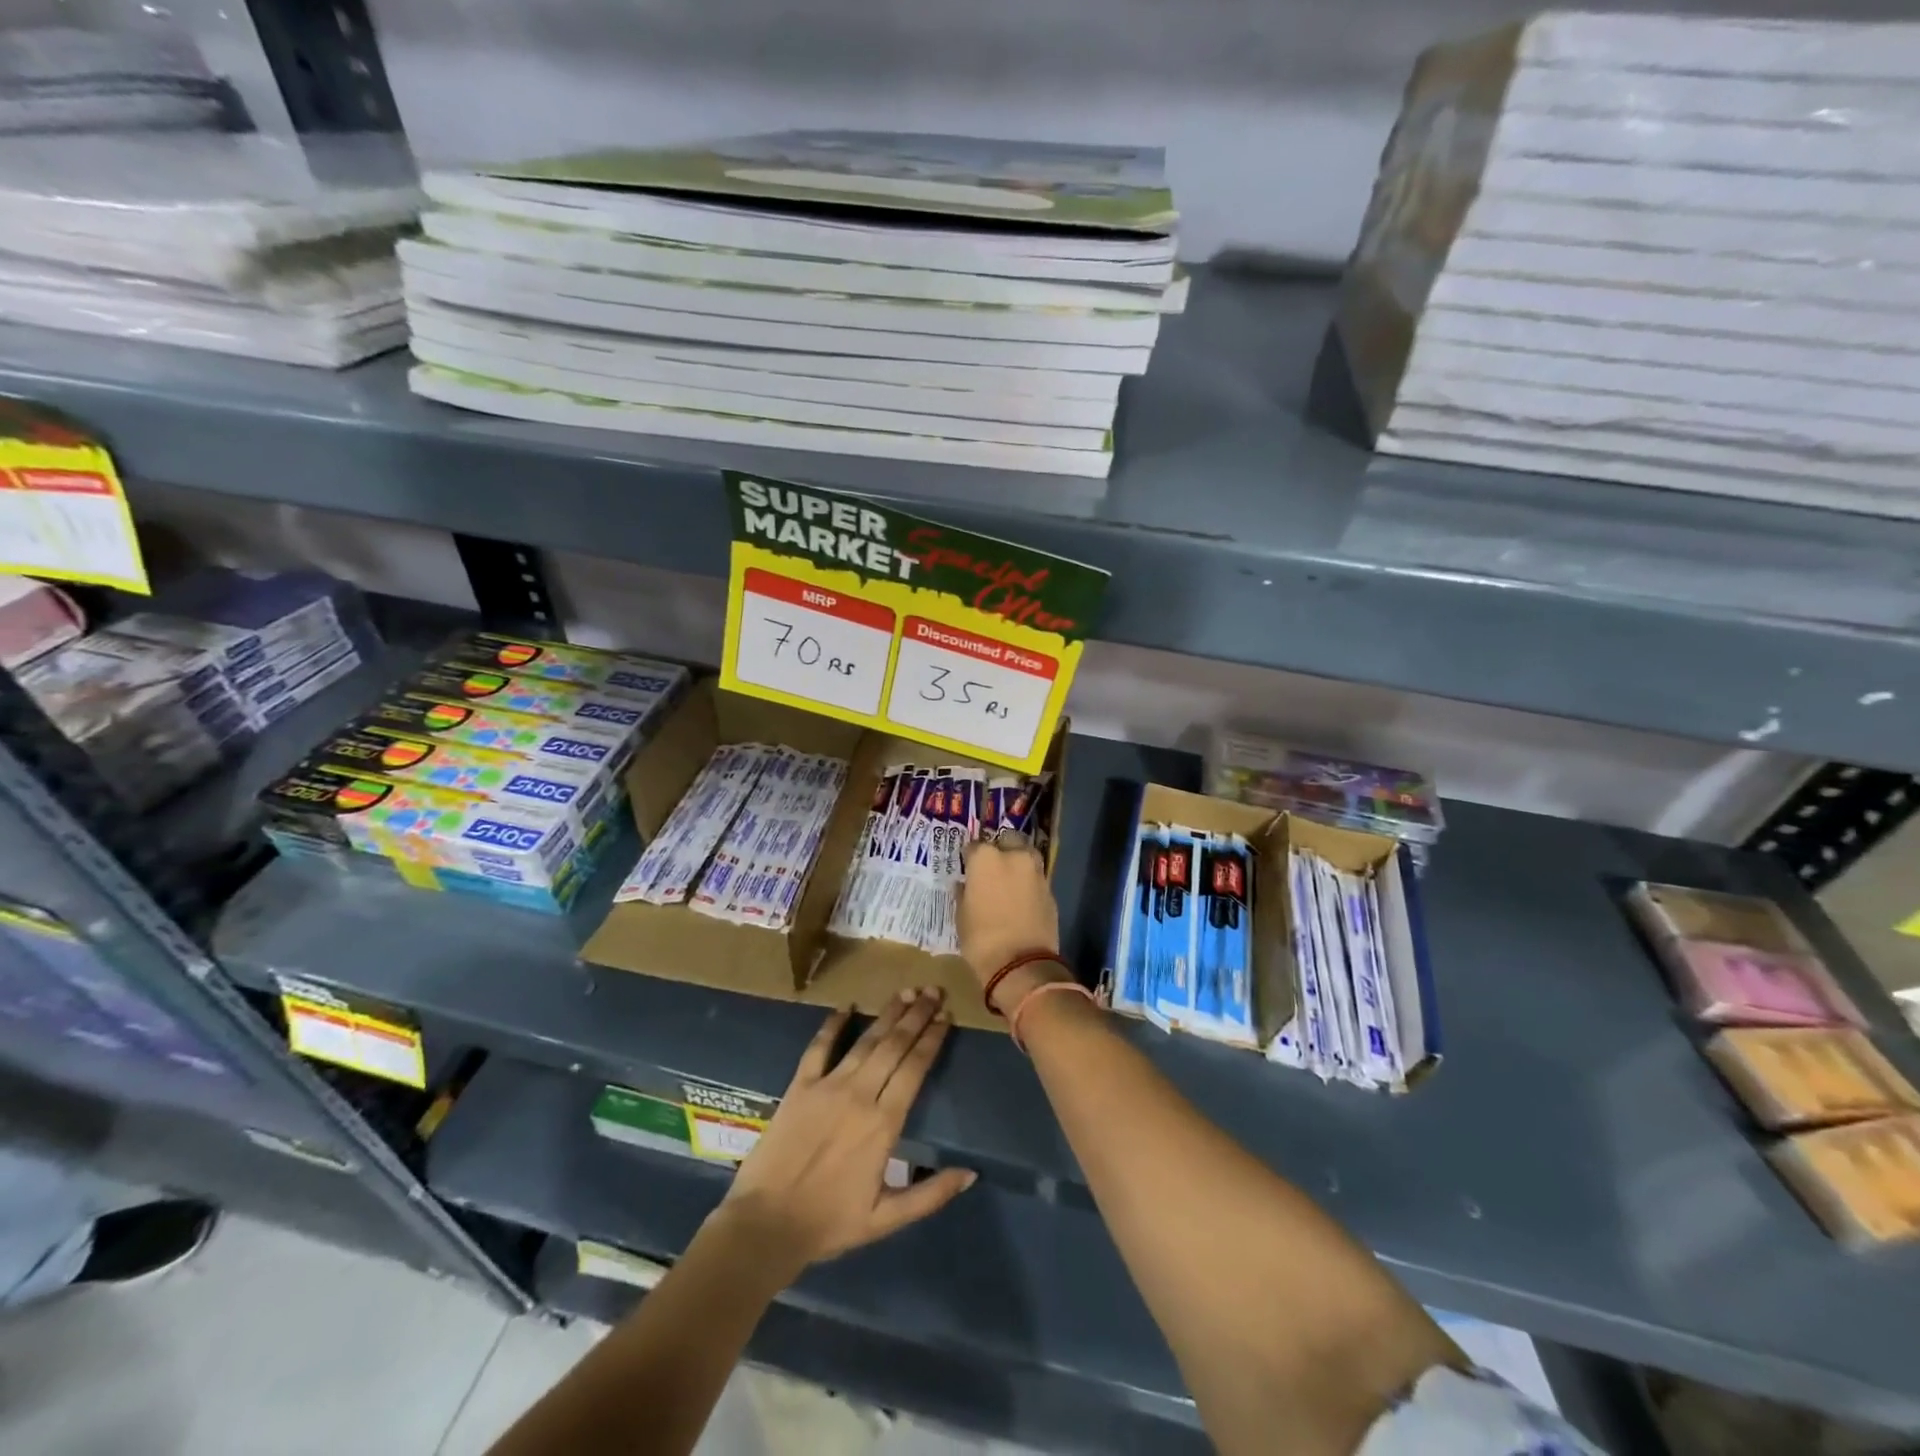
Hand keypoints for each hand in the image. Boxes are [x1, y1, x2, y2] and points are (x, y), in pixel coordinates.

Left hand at [717, 988, 975, 1274]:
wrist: (766, 1224)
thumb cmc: (830, 1223)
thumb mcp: (886, 1219)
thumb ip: (931, 1194)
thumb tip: (970, 1173)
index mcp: (884, 1123)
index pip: (915, 1068)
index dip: (932, 1039)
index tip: (946, 1016)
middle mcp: (860, 1094)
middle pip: (894, 1045)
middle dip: (916, 1015)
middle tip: (933, 990)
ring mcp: (827, 1086)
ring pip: (865, 1041)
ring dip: (887, 1014)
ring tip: (905, 992)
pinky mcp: (799, 1085)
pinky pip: (819, 1047)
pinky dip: (833, 1024)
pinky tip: (846, 1006)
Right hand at [959, 836, 1069, 1012]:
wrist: (1021, 965)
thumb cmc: (981, 940)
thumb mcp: (962, 916)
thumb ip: (964, 893)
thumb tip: (965, 885)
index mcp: (986, 858)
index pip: (974, 846)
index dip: (970, 858)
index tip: (967, 868)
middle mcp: (1013, 857)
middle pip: (1007, 841)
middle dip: (1000, 849)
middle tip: (991, 869)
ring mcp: (1035, 872)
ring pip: (1026, 856)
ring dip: (1017, 863)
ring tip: (1008, 881)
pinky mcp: (1050, 890)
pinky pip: (1035, 878)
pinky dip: (1028, 883)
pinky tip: (1020, 898)